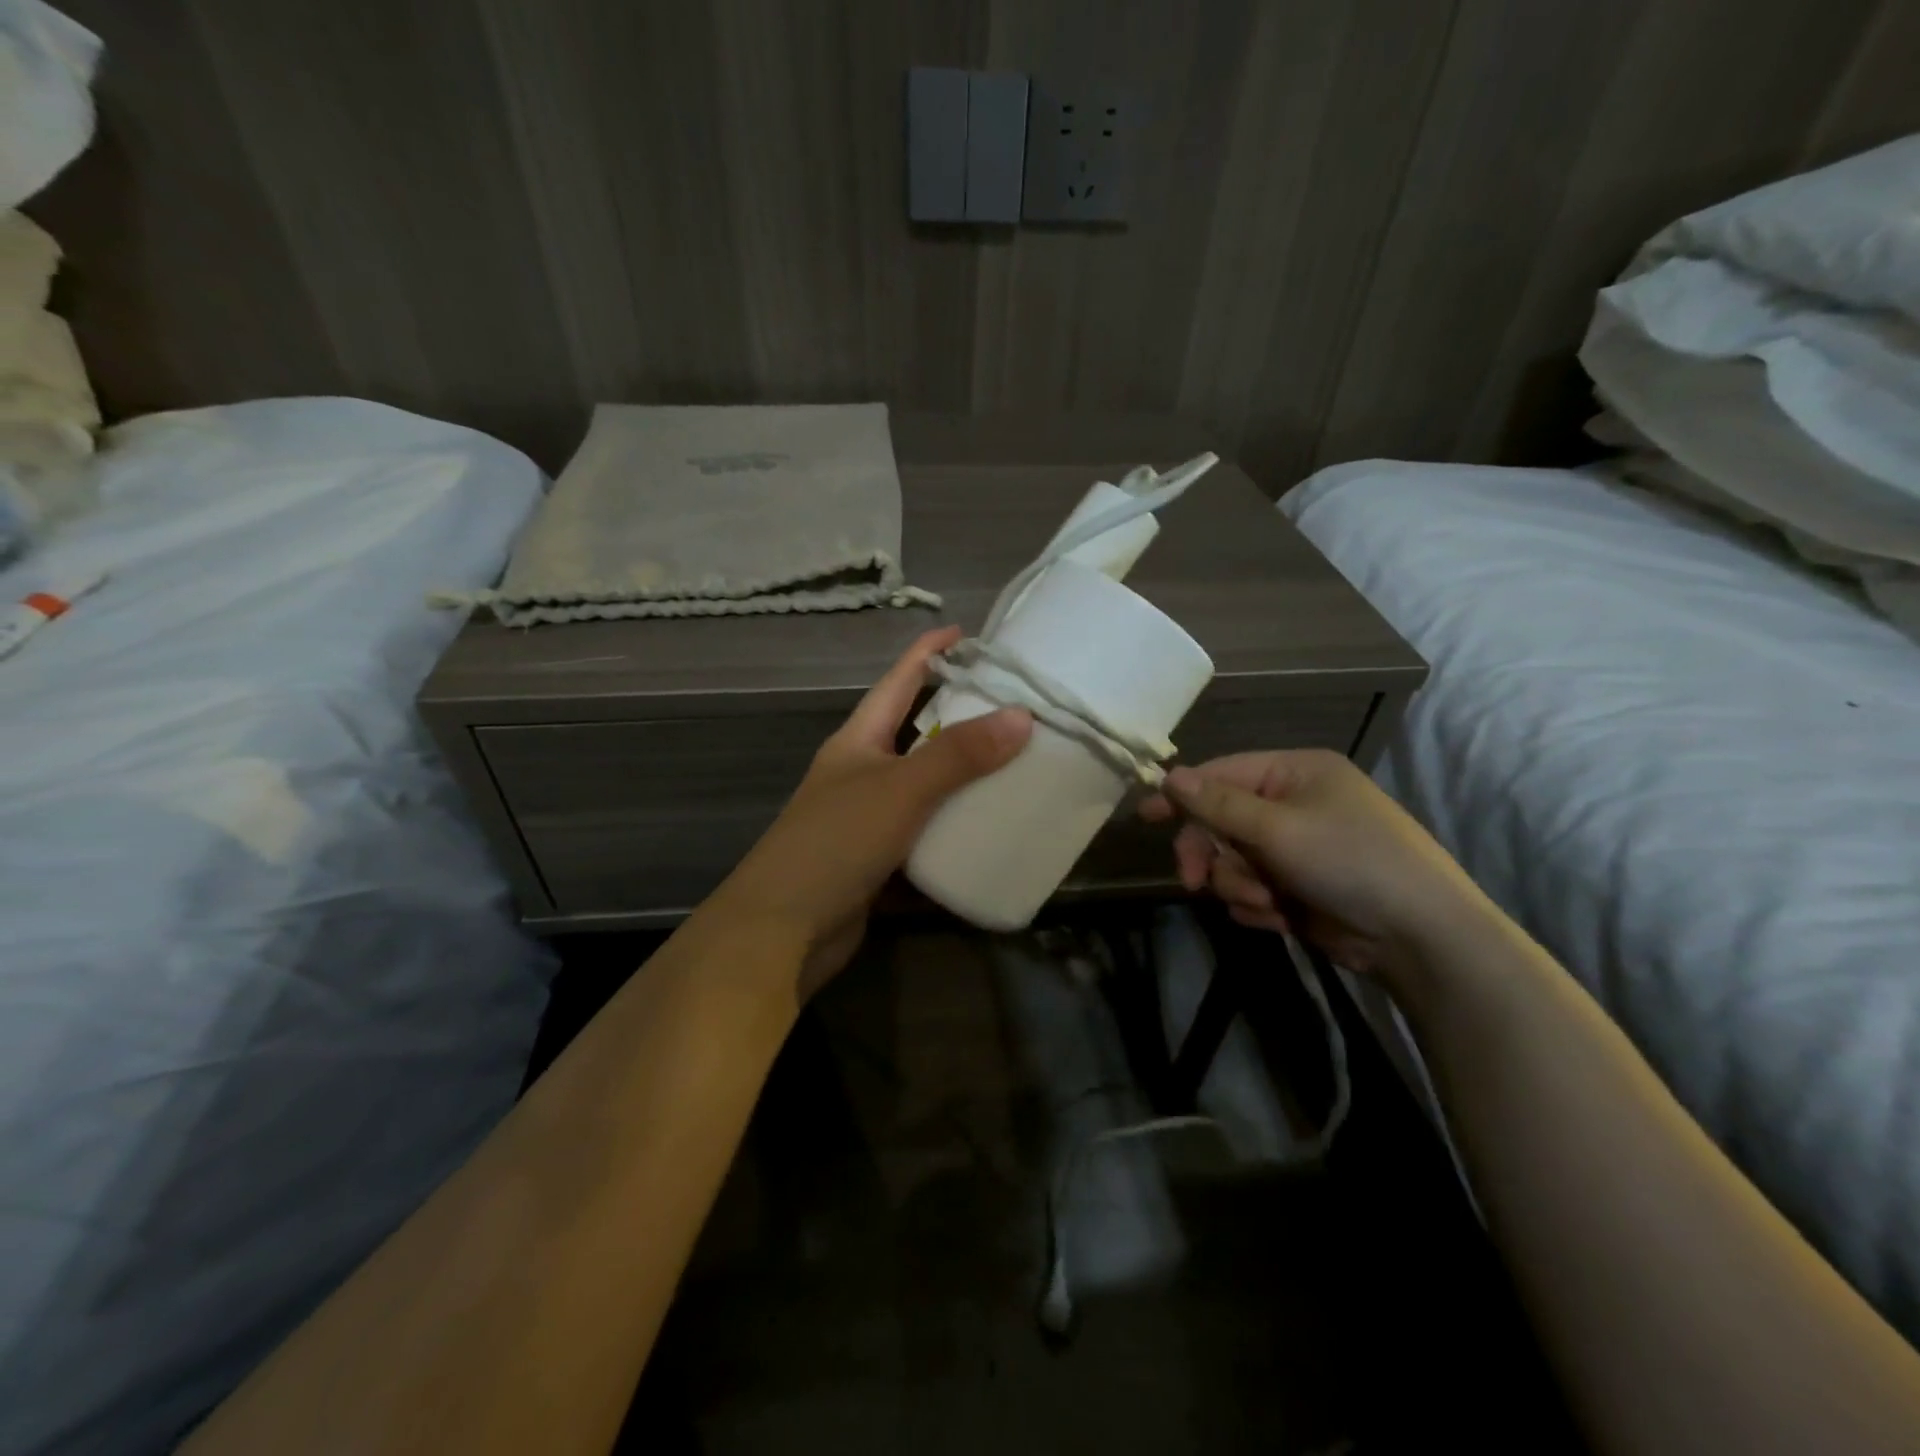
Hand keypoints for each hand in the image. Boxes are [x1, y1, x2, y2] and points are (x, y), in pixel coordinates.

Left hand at [708, 626, 1030, 998]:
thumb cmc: (835, 843)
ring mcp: (869, 820)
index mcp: (858, 741)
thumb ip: (958, 754)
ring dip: (964, 780)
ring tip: (1018, 767)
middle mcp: (862, 773)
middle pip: (916, 733)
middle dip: (960, 718)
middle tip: (1014, 707)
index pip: (898, 681)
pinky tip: (993, 832)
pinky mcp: (880, 863)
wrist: (782, 932)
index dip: (928, 652)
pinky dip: (956, 832)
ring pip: (926, 788)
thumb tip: (1021, 715)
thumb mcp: (900, 789)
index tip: (968, 633)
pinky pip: (927, 836)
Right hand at [1139, 748, 1486, 981]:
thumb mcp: (1278, 828)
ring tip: (1266, 903)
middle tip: (1192, 882)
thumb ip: (1218, 804)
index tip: (1145, 816)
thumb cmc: (1350, 861)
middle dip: (1210, 854)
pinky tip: (1279, 918)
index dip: (1182, 794)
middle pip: (1220, 822)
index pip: (1222, 774)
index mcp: (1295, 773)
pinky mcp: (1297, 887)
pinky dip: (1256, 905)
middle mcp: (1293, 804)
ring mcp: (1296, 848)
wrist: (1419, 936)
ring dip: (1238, 885)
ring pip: (1231, 861)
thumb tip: (1168, 774)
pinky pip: (1250, 889)